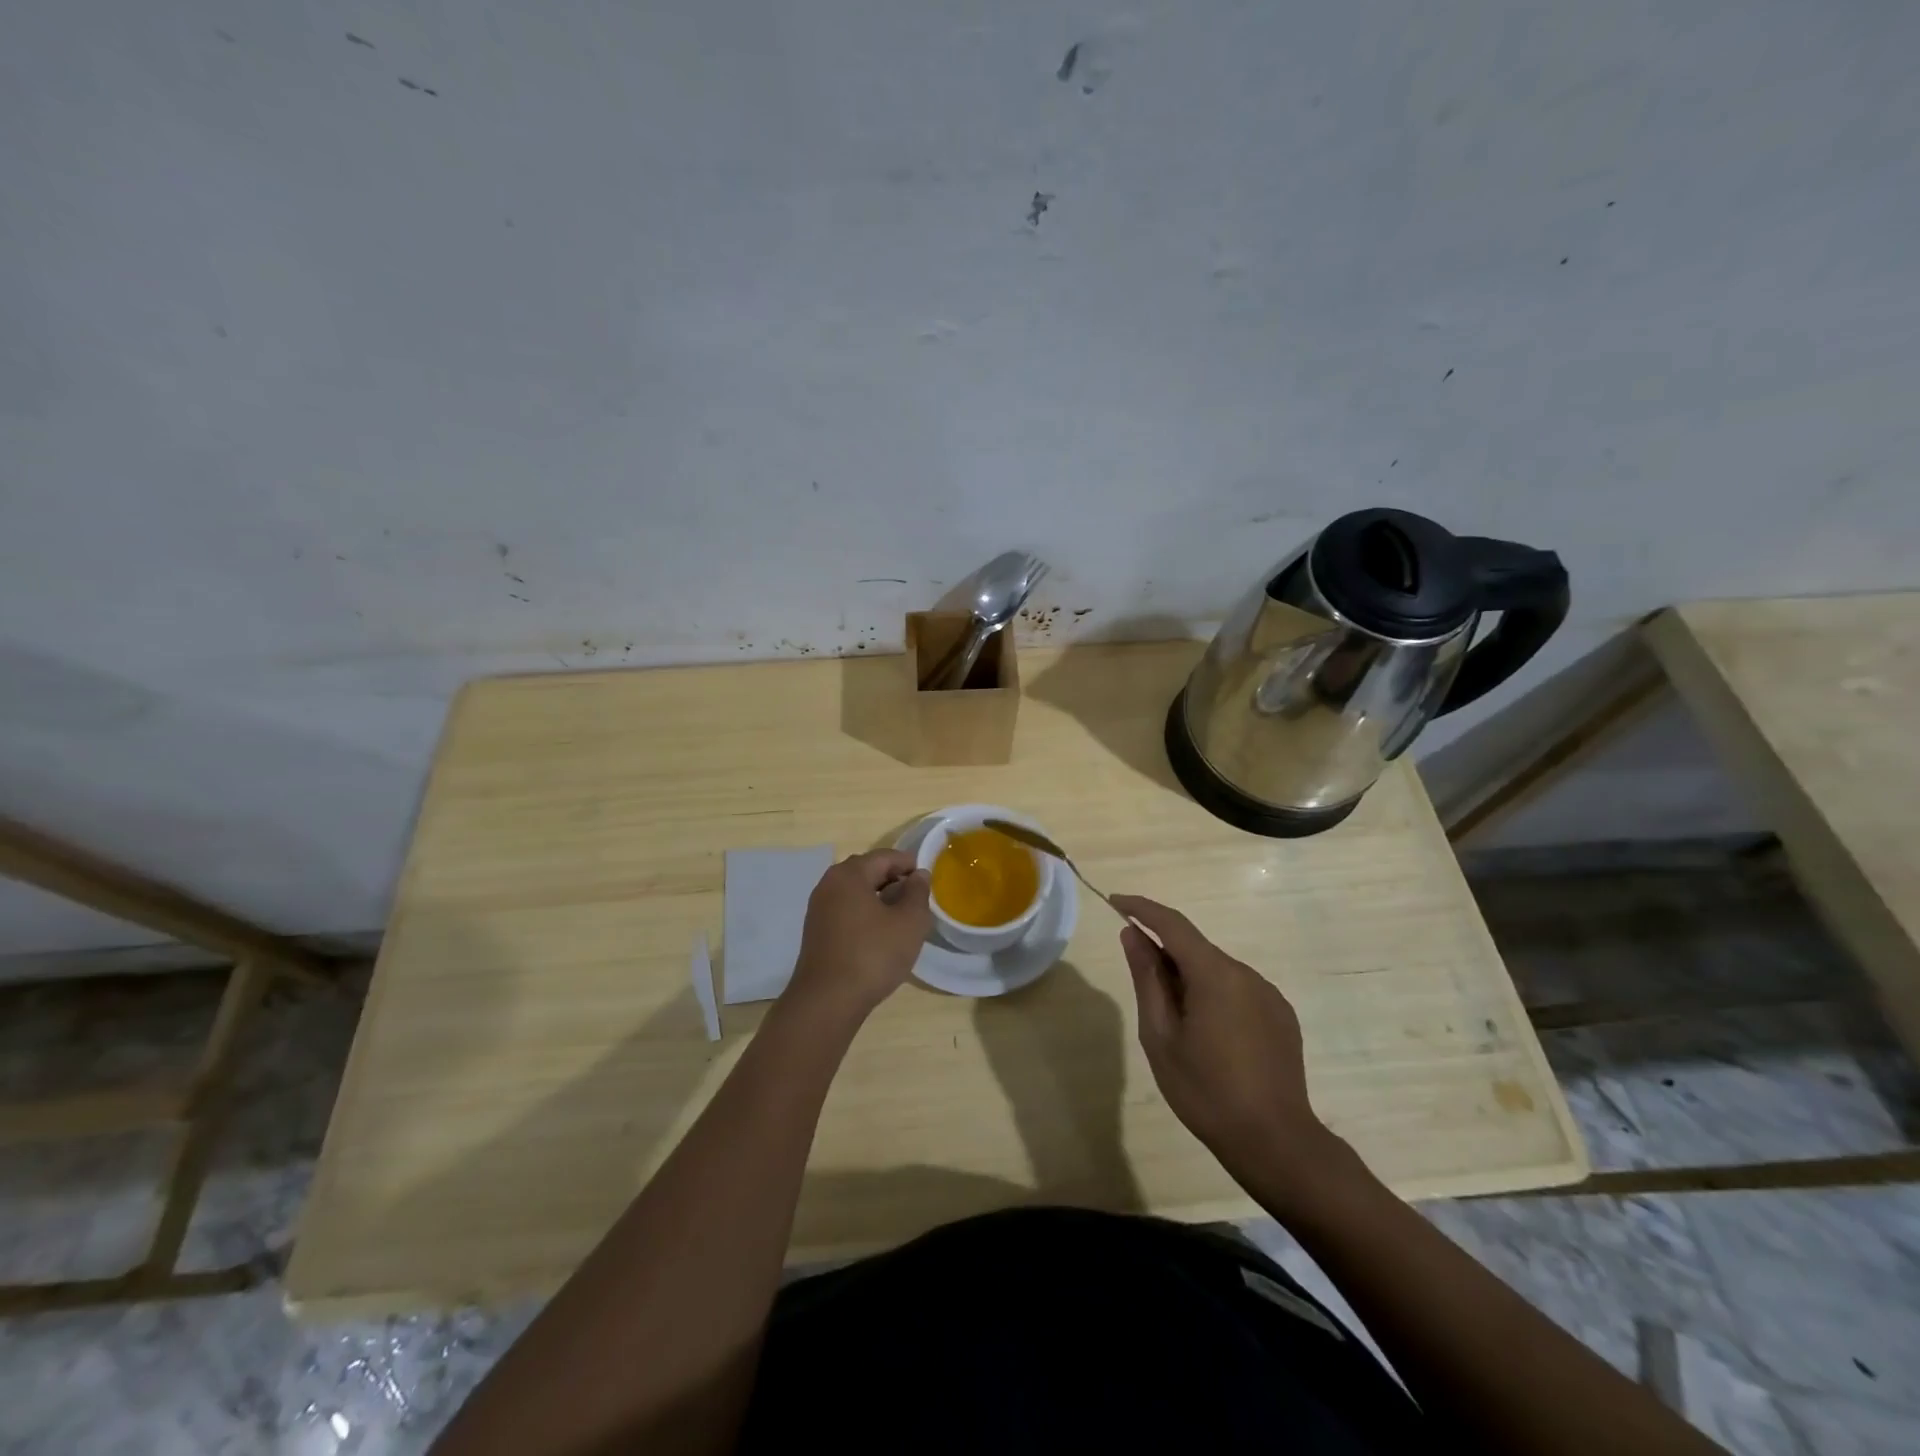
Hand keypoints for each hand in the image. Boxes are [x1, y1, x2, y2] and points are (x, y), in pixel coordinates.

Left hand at [786, 850, 931, 1019]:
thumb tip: (919, 875)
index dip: (909, 864)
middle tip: (917, 899)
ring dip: (880, 899)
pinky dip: (865, 914)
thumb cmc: (873, 955)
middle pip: (867, 871)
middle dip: (894, 880)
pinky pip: (846, 911)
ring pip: (856, 893)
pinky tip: (880, 935)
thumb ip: (918, 893)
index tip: (928, 881)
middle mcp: (829, 884)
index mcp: (849, 874)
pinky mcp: (816, 931)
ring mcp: (818, 909)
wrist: (827, 1001)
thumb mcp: (909, 922)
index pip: (885, 857)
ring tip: (902, 919)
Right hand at [1111, 894, 1335, 1184]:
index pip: (1172, 923)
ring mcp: (1269, 994)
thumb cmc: (1206, 1091)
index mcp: (1215, 974)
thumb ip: (1147, 979)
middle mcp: (1246, 973)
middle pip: (1196, 949)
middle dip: (1164, 955)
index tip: (1115, 902)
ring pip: (1217, 971)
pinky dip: (1214, 997)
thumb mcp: (1160, 1036)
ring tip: (1176, 1026)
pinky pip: (1238, 991)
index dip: (1141, 908)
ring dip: (1190, 980)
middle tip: (1141, 987)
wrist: (1276, 1142)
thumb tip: (1133, 935)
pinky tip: (1210, 1038)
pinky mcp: (1281, 1016)